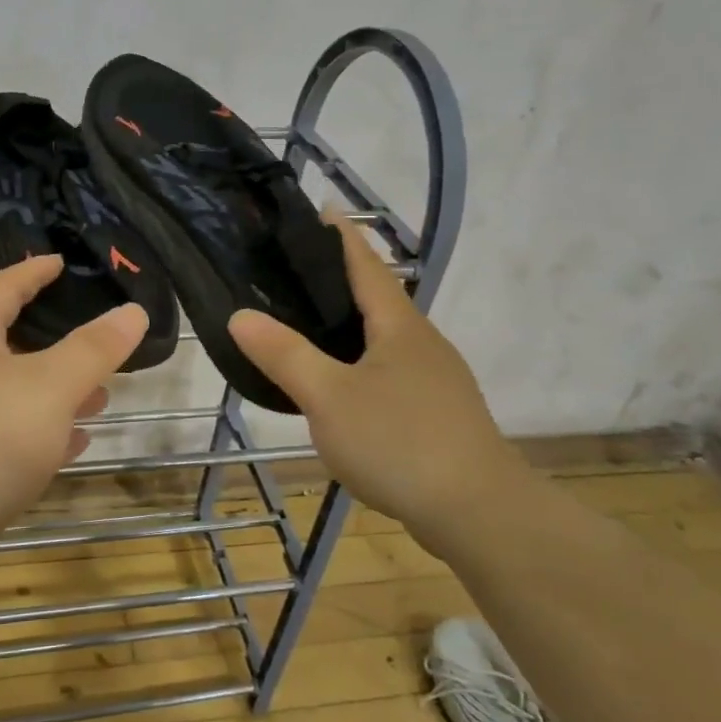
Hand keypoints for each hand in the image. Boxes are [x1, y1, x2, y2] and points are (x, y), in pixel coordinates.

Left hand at [0, 255, 148, 549]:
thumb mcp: (53, 385)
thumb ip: (95, 348)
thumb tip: (133, 311)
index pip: (2, 287)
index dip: (33, 272)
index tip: (60, 261)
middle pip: (7, 340)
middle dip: (54, 340)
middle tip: (93, 337)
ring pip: (11, 390)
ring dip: (54, 390)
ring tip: (99, 396)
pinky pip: (6, 431)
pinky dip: (40, 429)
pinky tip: (72, 442)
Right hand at [228, 217, 527, 539]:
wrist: (480, 513)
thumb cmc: (400, 442)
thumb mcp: (329, 397)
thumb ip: (284, 355)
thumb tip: (241, 314)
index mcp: (398, 326)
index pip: (365, 264)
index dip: (341, 236)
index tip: (320, 209)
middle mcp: (421, 342)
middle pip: (377, 297)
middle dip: (339, 279)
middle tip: (291, 271)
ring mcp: (435, 379)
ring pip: (384, 337)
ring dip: (350, 324)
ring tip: (307, 325)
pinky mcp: (437, 412)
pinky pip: (390, 370)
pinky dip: (360, 361)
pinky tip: (340, 385)